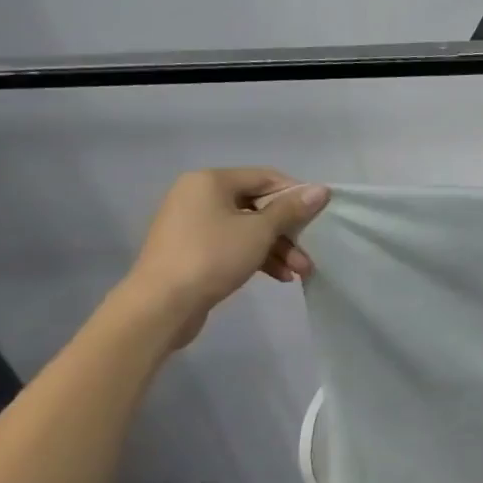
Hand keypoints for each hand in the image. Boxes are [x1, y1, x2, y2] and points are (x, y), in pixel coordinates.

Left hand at [119, 168, 330, 347]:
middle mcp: (199, 196)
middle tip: (311, 252)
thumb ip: (291, 209)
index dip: (297, 194)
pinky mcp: (192, 249)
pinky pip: (233, 244)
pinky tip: (279, 277)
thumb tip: (321, 189)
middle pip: (259, 205)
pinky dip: (257, 256)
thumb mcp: (260, 231)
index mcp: (211, 181)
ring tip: (299, 272)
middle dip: (289, 231)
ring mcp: (193, 223)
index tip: (320, 216)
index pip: (266, 177)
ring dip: (278, 249)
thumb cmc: (213, 256)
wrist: (161, 305)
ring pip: (248, 228)